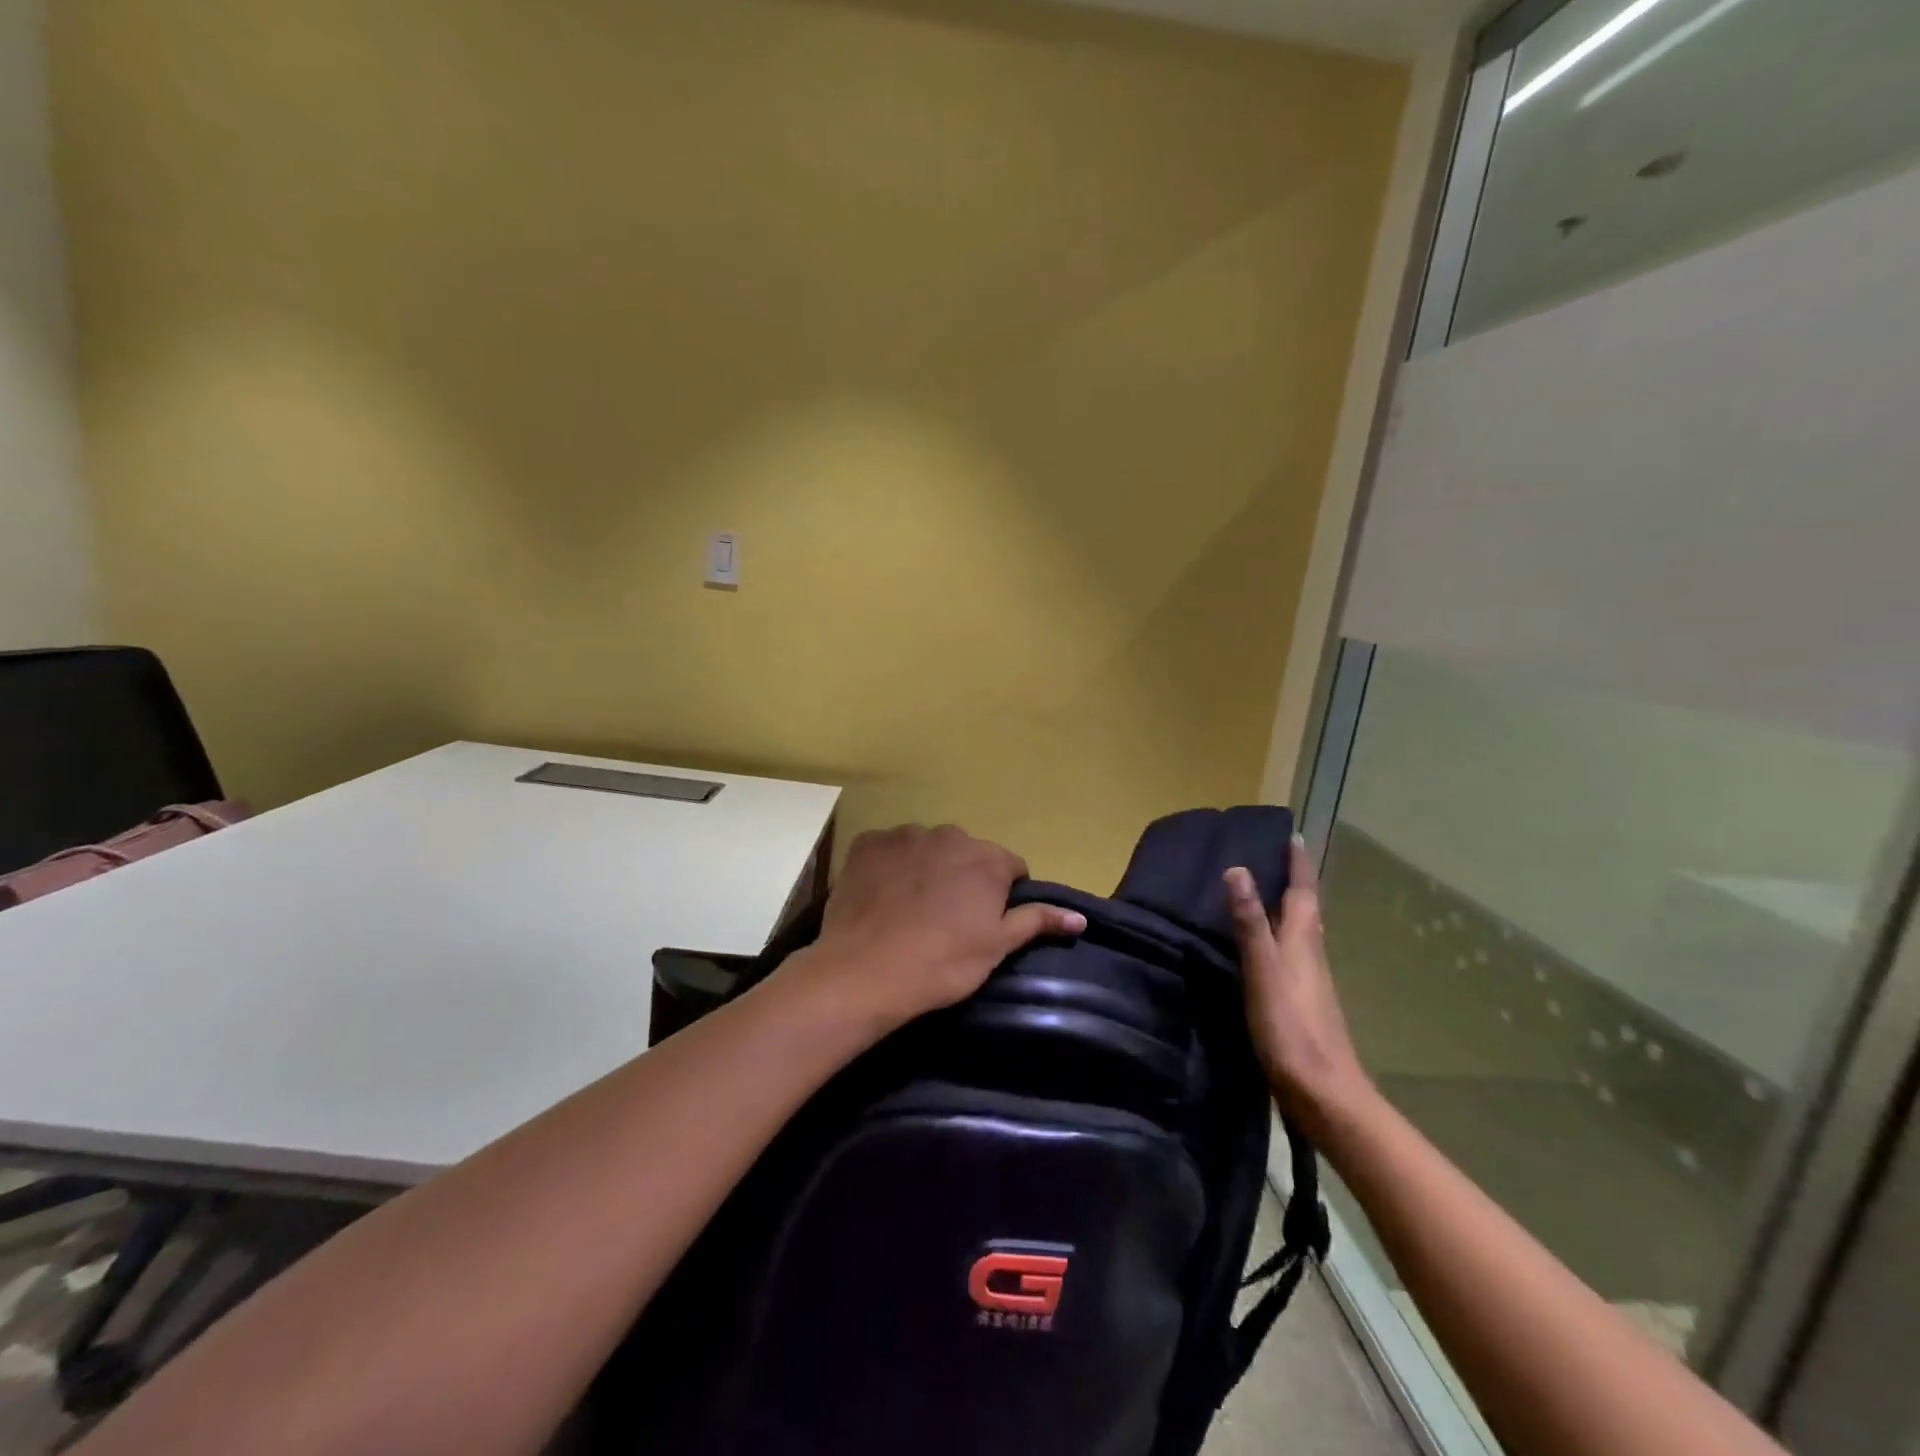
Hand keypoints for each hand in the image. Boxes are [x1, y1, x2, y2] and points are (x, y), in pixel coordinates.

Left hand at [791, 824, 1085, 1032]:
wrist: (863, 971)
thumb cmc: (941, 963)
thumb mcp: (997, 947)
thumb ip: (1037, 921)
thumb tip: (1079, 916)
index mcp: (987, 858)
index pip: (1010, 868)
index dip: (1002, 895)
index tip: (985, 922)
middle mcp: (949, 835)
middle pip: (967, 854)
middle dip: (963, 878)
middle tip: (947, 919)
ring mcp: (905, 835)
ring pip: (927, 849)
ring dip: (926, 869)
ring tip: (910, 909)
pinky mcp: (868, 843)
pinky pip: (888, 850)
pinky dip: (889, 867)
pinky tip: (881, 898)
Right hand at [1226, 836, 1371, 1137]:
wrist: (1324, 1094)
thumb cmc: (1291, 1029)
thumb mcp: (1263, 971)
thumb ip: (1250, 923)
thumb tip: (1238, 870)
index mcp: (1303, 943)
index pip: (1302, 893)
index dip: (1298, 864)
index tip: (1293, 834)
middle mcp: (1311, 956)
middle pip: (1306, 911)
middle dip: (1295, 883)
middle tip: (1276, 859)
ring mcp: (1310, 983)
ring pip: (1301, 934)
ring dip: (1288, 910)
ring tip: (1266, 896)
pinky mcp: (1303, 1005)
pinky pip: (1292, 957)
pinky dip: (1281, 939)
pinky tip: (1265, 951)